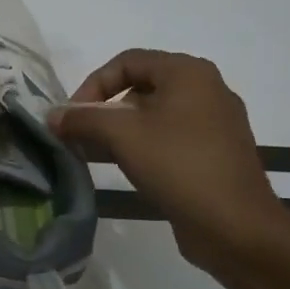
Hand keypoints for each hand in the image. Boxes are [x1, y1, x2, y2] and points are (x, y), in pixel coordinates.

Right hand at [48, 48, 289, 275]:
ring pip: (154, 115)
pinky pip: (170, 138)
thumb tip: (52, 116)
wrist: (237, 227)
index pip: (126, 62)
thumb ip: (82, 119)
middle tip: (79, 135)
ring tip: (93, 153)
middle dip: (103, 110)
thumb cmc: (178, 166)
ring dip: (119, 130)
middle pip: (140, 87)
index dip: (92, 85)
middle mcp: (206, 89)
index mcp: (188, 72)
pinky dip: (142, 146)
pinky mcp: (215, 154)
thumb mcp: (122, 135)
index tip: (73, 116)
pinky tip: (123, 168)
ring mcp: (214, 124)